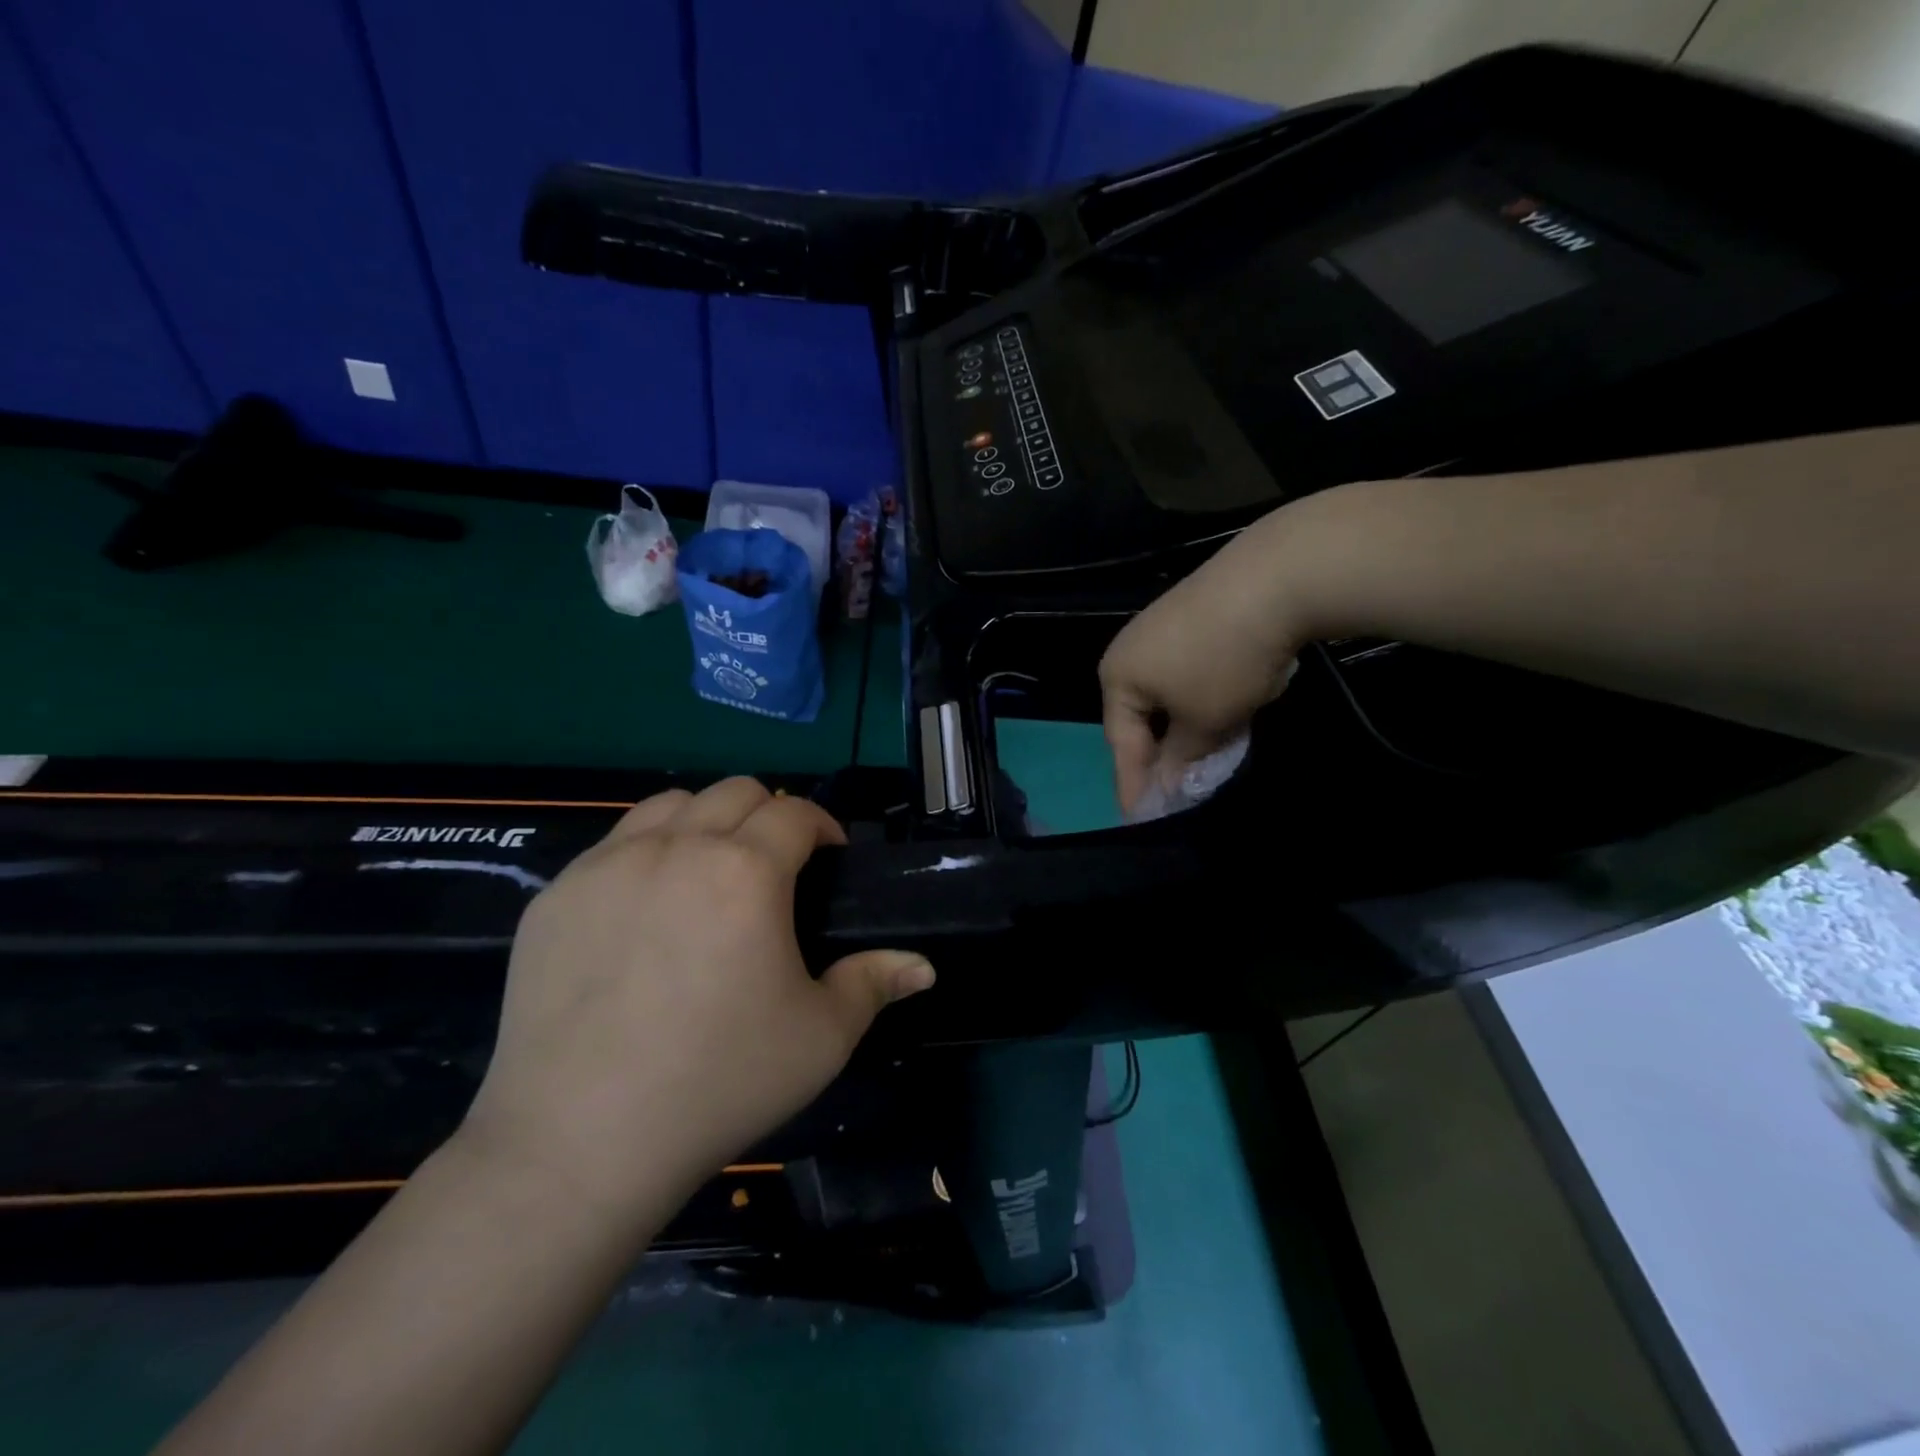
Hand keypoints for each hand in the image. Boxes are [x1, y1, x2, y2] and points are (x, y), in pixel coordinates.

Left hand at [461, 778, 934, 1223]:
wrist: (580, 1142)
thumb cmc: (720, 1081)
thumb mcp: (821, 1037)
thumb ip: (875, 984)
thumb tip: (923, 967)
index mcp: (747, 871)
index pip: (795, 812)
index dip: (822, 826)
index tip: (830, 857)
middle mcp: (677, 848)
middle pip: (735, 791)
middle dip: (769, 815)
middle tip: (776, 868)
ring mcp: (607, 866)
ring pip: (671, 803)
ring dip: (706, 821)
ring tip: (711, 872)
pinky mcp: (557, 895)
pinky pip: (613, 844)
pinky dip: (647, 851)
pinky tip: (647, 908)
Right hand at [1099, 511, 1311, 812]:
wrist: (1275, 578)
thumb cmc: (1224, 662)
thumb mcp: (1204, 723)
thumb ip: (1181, 758)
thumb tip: (1168, 783)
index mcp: (1117, 678)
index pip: (1121, 744)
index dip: (1133, 784)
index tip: (1141, 819)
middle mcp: (1129, 651)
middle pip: (1139, 717)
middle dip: (1158, 754)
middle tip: (1174, 790)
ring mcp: (1159, 629)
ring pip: (1165, 694)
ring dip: (1182, 727)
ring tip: (1203, 755)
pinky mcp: (1191, 615)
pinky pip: (1185, 672)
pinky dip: (1199, 697)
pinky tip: (1223, 708)